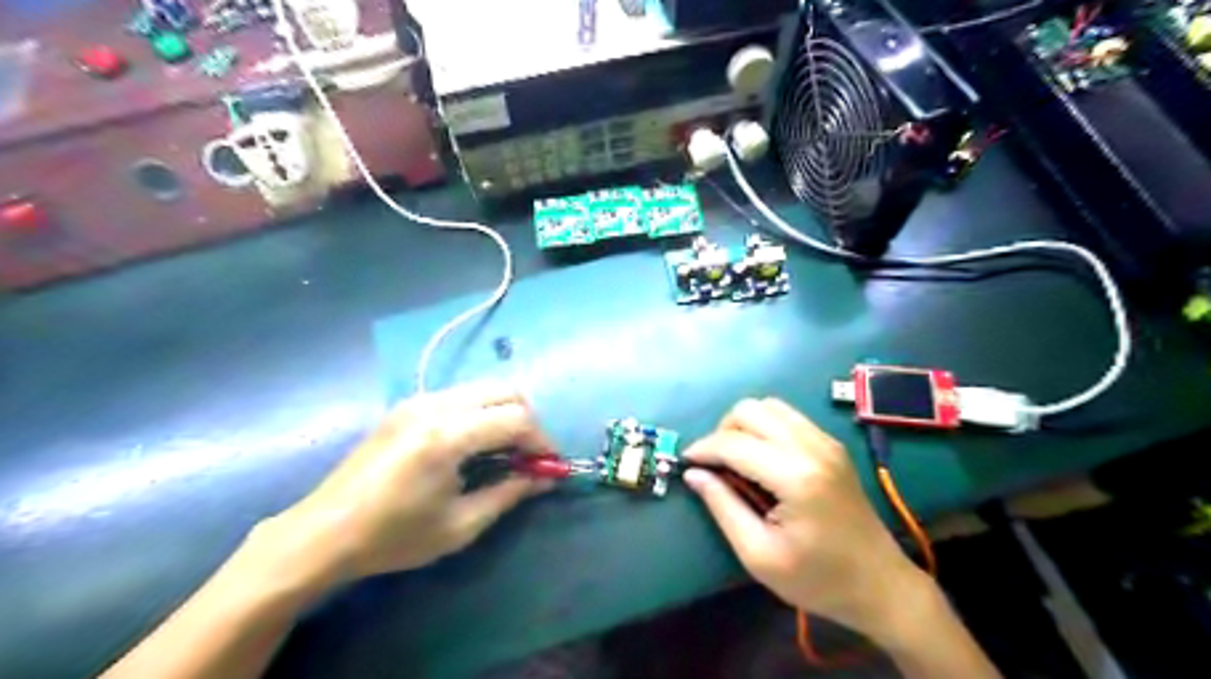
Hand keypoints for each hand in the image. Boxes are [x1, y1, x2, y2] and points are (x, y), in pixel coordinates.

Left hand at [269, 381, 552, 582]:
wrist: (324, 532)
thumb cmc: (393, 536)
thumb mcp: (460, 525)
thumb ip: (508, 494)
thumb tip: (544, 479)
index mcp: (448, 435)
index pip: (516, 420)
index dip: (541, 441)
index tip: (550, 466)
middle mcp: (435, 405)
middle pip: (504, 390)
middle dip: (528, 420)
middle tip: (530, 455)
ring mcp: (418, 399)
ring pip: (483, 388)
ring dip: (505, 412)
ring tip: (507, 450)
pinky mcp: (407, 405)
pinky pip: (461, 395)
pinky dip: (482, 411)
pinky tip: (475, 443)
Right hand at [680, 401, 927, 644]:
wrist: (881, 585)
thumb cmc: (818, 580)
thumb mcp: (759, 555)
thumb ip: (722, 507)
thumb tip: (693, 474)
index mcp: (796, 476)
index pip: (734, 443)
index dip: (703, 449)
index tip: (686, 463)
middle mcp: (812, 447)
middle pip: (750, 410)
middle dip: (722, 432)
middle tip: (714, 465)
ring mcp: (825, 442)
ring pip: (769, 406)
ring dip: (744, 425)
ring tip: (736, 459)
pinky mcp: (832, 445)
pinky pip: (788, 417)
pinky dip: (765, 427)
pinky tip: (762, 458)